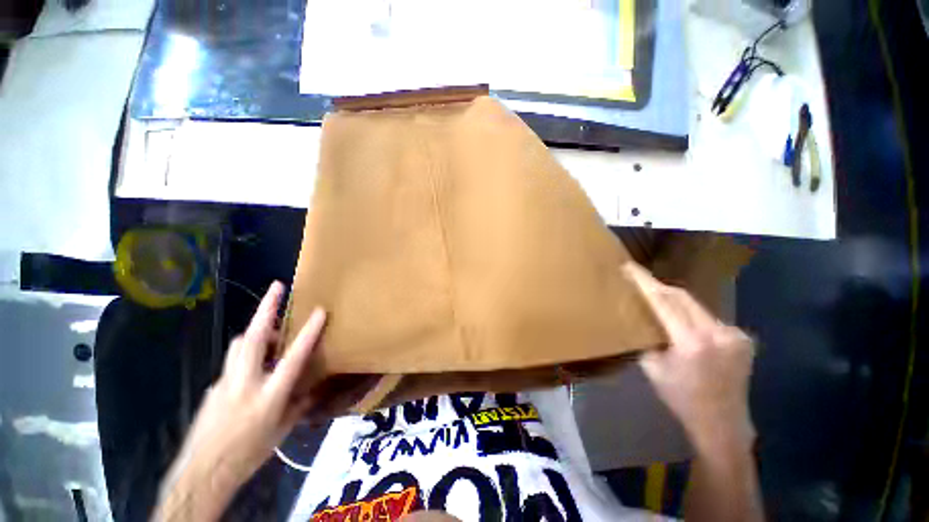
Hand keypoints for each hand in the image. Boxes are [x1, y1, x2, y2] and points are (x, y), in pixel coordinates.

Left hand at [157, 282, 325, 519]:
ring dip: (256, 332)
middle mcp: (244, 383)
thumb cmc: (247, 456)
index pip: (292, 358)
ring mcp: (224, 382)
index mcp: (267, 396)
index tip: (319, 311)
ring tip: (272, 335)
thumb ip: (295, 407)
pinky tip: (253, 373)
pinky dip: (246, 358)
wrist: (201, 475)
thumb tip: (308, 392)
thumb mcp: (280, 433)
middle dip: (265, 309)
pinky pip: (233, 363)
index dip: (307, 332)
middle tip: (276, 288)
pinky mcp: (213, 386)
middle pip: (252, 338)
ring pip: (239, 345)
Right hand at [624, 263, 755, 453]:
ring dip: (674, 301)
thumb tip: (640, 319)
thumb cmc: (682, 398)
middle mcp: (717, 333)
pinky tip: (683, 324)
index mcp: (691, 342)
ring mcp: (734, 334)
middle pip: (682, 297)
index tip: (629, 267)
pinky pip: (708, 317)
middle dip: (658, 287)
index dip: (645, 282)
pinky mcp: (741, 337)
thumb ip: (647, 339)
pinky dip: (691, 315)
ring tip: (657, 302)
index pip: (663, 301)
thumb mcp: (653, 368)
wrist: (722, 424)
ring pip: (695, 305)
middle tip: (639, 281)